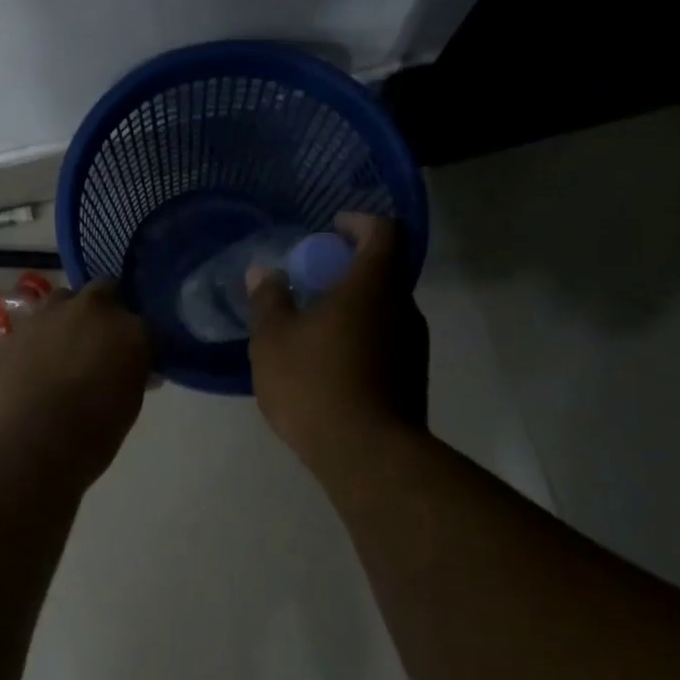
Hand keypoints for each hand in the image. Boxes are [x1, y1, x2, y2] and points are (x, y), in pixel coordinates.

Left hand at [0, 279, 153, 488]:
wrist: (22, 449)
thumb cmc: (89, 437)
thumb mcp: (127, 407)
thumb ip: (131, 374)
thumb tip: (129, 367)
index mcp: (128, 329)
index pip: (144, 323)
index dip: (138, 340)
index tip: (134, 359)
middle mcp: (89, 310)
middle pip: (104, 291)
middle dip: (105, 311)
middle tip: (100, 343)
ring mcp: (46, 316)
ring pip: (63, 300)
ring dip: (68, 318)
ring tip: (63, 352)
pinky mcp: (12, 332)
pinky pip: (32, 326)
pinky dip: (38, 340)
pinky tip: (33, 369)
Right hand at [247, 213, 428, 464]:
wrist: (368, 456)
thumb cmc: (316, 384)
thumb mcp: (274, 339)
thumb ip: (268, 300)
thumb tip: (265, 273)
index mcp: (374, 286)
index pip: (384, 231)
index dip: (359, 222)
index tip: (333, 227)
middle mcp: (403, 308)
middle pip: (385, 271)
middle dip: (349, 267)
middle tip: (312, 279)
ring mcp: (414, 346)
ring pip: (385, 309)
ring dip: (355, 306)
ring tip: (315, 323)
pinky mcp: (412, 379)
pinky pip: (386, 341)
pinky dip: (361, 337)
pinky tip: (329, 362)